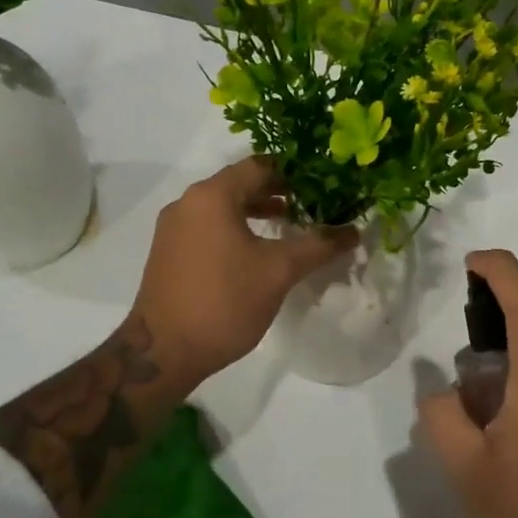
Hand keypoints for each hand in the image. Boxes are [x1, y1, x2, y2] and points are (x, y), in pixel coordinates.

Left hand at [131, 157, 356, 387]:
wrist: (163, 351)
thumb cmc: (224, 301)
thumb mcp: (279, 271)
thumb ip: (318, 245)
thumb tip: (354, 231)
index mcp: (212, 196)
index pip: (260, 166)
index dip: (294, 173)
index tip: (322, 185)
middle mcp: (188, 202)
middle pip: (240, 183)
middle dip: (277, 191)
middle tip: (311, 204)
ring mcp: (174, 228)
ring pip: (223, 206)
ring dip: (256, 211)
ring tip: (288, 224)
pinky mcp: (169, 251)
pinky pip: (208, 226)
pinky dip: (235, 228)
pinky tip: (256, 251)